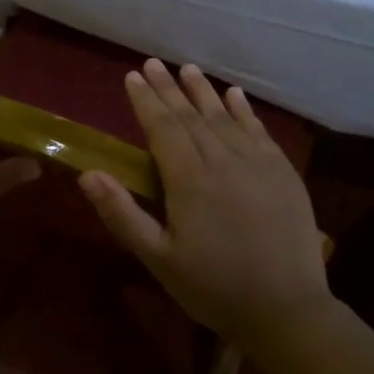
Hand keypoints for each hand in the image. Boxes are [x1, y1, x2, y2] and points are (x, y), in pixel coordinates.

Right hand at [79, 59, 329, 345]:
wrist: (286, 310)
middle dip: (169, 88)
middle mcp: (223, 160)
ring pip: (224, 117)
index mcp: (189, 179)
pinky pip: (259, 131)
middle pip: (191, 116)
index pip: (162, 128)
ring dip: (203, 91)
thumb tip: (87, 174)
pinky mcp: (283, 173)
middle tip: (153, 63)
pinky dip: (244, 110)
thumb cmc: (213, 287)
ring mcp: (257, 163)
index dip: (146, 101)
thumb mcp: (158, 258)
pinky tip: (234, 94)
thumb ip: (122, 214)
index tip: (132, 76)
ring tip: (187, 69)